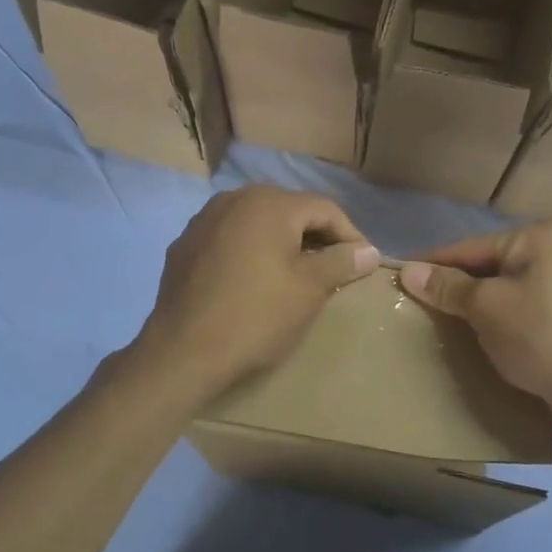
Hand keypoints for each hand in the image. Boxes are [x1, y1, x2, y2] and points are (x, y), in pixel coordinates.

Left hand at [135, 185, 378, 396]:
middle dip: (317, 236)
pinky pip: (231, 237)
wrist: (182, 352)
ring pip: (258, 222)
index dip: (351, 235)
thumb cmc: (255, 317)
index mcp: (270, 204)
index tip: (364, 264)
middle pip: (290, 210)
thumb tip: (369, 251)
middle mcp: (235, 199)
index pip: (325, 209)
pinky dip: (252, 250)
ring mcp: (205, 219)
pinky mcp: (186, 244)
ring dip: (284, 242)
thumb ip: (341, 262)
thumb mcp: (309, 290)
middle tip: (335, 267)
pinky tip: (255, 279)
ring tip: (298, 272)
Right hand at [400, 223, 551, 420]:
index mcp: (538, 237)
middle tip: (423, 301)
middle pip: (492, 263)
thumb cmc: (539, 337)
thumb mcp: (486, 309)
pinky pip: (529, 301)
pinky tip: (489, 329)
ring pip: (510, 283)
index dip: (434, 262)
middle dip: (458, 282)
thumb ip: (448, 287)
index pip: (471, 246)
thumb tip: (408, 271)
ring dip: (481, 299)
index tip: (401, 275)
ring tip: (450, 317)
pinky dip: (506, 311)